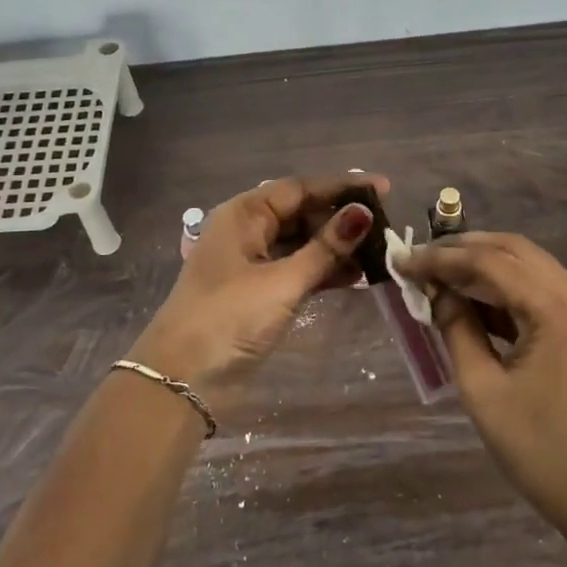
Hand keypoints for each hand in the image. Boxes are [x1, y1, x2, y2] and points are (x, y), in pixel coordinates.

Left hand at [129, 174, 387, 402]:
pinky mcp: (257, 293)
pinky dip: (323, 271)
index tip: (383, 188)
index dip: (342, 186)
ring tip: (378, 253)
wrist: (182, 379)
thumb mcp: (282, 281)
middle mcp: (246, 231)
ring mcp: (251, 263)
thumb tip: (363, 213)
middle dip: (341, 219)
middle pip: (301, 213)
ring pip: (301, 243)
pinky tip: (356, 277)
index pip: (299, 188)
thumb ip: (325, 248)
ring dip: (335, 247)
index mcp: (243, 215)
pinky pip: (297, 269)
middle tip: (384, 225)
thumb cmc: (229, 318)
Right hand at [405, 232, 566, 534]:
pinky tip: (468, 298)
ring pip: (526, 264)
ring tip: (435, 275)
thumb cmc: (536, 447)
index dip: (441, 258)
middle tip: (419, 259)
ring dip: (481, 265)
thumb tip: (435, 291)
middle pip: (512, 250)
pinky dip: (501, 287)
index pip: (490, 262)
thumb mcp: (481, 387)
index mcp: (558, 310)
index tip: (402, 261)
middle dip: (462, 249)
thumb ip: (455, 328)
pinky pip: (537, 288)